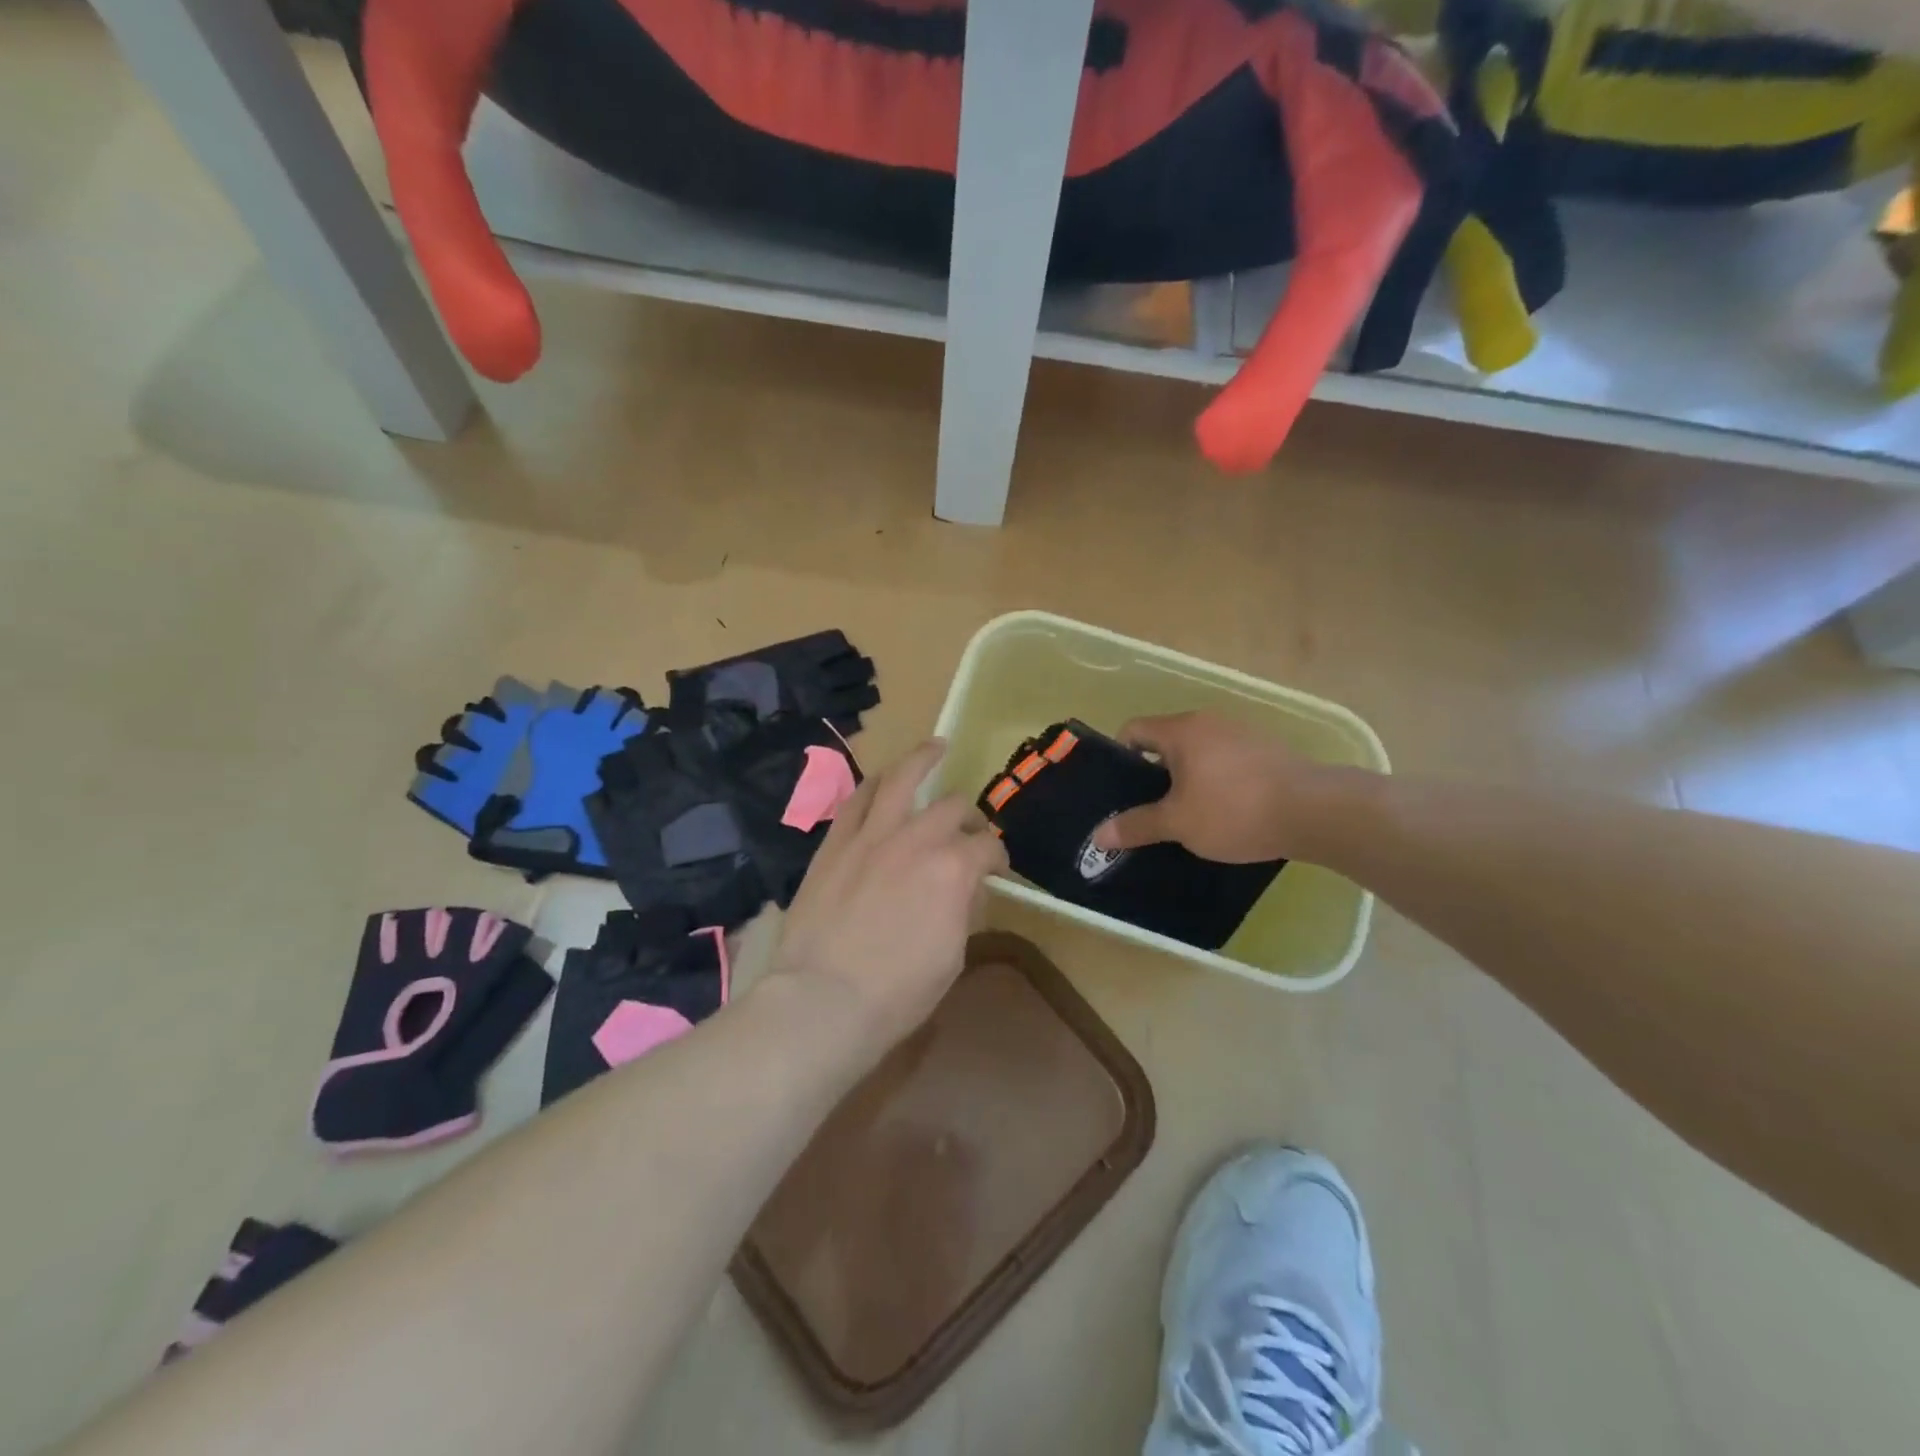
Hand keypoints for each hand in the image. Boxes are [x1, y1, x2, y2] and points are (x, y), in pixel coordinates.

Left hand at [764, 741, 1008, 1052]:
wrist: (823, 999)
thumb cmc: (898, 992)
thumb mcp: (952, 957)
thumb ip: (962, 910)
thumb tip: (964, 890)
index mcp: (953, 869)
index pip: (987, 848)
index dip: (998, 857)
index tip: (996, 870)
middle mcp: (916, 838)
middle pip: (953, 809)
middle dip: (968, 818)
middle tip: (968, 831)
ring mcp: (871, 834)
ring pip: (901, 779)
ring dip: (922, 759)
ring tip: (936, 746)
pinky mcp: (836, 842)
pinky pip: (857, 800)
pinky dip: (875, 784)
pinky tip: (883, 779)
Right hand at [1091, 712, 1346, 862]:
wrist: (1315, 811)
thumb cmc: (1234, 810)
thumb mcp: (1178, 823)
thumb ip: (1136, 826)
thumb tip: (1098, 835)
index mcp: (1181, 730)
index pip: (1133, 729)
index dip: (1119, 757)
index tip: (1119, 790)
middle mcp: (1209, 722)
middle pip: (1165, 741)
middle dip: (1152, 774)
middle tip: (1146, 808)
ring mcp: (1241, 734)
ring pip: (1197, 752)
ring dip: (1185, 778)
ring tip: (1184, 815)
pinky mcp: (1266, 751)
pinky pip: (1225, 761)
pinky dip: (1214, 781)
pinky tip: (1223, 812)